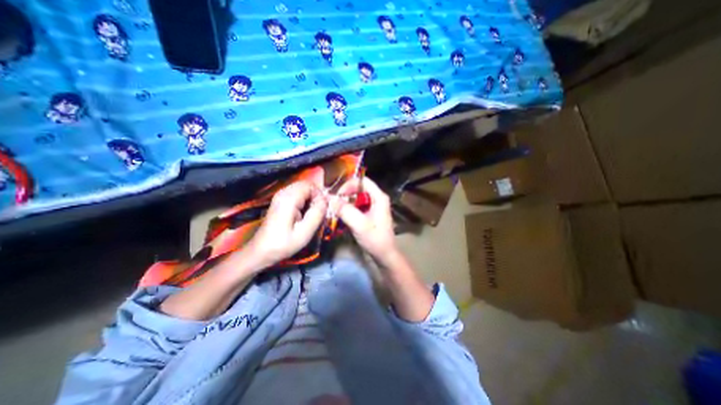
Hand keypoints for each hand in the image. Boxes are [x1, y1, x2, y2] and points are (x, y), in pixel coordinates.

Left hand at [246, 181, 328, 269]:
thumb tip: (325, 201)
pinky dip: (304, 201)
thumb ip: (317, 214)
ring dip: (310, 199)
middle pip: (306, 185)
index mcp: (288, 199)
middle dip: (315, 196)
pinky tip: (303, 214)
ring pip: (302, 189)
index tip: (322, 210)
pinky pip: (297, 194)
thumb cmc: (283, 244)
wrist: (261, 251)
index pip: (310, 186)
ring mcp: (280, 196)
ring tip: (311, 214)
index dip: (319, 195)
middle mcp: (283, 193)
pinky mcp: (280, 200)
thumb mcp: (304, 232)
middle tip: (318, 212)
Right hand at [338, 175, 398, 263]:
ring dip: (345, 202)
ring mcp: (373, 206)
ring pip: (356, 198)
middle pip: (358, 188)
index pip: (362, 181)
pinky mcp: (369, 214)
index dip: (349, 185)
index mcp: (379, 197)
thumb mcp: (359, 225)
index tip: (338, 195)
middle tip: (334, 203)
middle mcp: (377, 198)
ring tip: (335, 210)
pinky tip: (341, 216)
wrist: (384, 255)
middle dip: (345, 194)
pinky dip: (348, 209)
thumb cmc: (375, 239)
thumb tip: (331, 199)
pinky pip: (357, 206)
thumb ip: (345, 211)